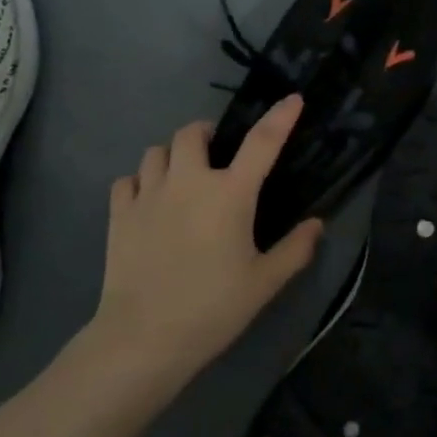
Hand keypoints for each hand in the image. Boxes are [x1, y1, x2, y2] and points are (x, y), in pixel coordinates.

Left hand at [87, 95, 322, 401]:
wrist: (144, 337)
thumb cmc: (213, 308)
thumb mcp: (264, 283)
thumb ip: (295, 249)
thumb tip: (317, 225)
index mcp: (229, 194)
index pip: (261, 142)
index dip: (280, 117)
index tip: (292, 99)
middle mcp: (188, 182)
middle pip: (193, 133)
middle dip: (207, 135)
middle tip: (217, 156)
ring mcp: (149, 194)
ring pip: (156, 151)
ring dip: (172, 156)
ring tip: (181, 178)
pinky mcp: (119, 213)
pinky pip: (128, 180)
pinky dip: (140, 182)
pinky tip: (149, 202)